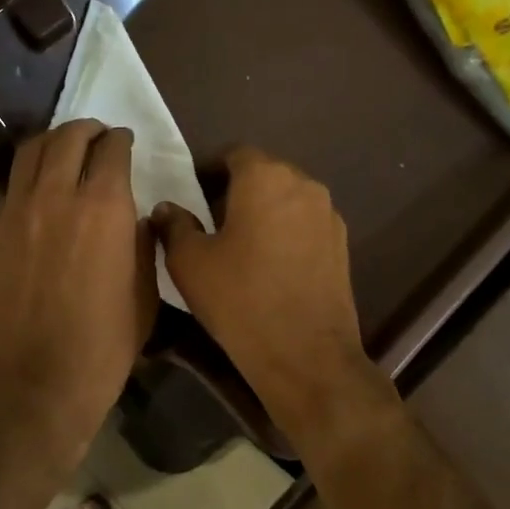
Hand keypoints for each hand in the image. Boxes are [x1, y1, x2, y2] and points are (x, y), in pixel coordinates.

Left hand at [0, 120, 156, 460]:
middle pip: (68, 137)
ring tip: (66, 150)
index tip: (126, 143)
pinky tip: (41, 188)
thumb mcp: (145, 295)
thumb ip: (142, 245)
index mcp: (104, 206)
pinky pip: (13, 184)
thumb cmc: (102, 347)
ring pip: (32, 152)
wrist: (30, 385)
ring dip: (54, 141)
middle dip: (87, 130)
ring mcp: (17, 211)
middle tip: (98, 137)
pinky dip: (31, 173)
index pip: (112, 149)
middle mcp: (57, 195)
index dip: (122, 140)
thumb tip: (137, 219)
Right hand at [151, 147, 376, 417]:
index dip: (210, 170)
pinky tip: (270, 264)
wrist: (306, 354)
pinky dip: (286, 232)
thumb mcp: (190, 262)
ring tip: (241, 243)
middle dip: (238, 189)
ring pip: (288, 199)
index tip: (192, 194)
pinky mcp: (342, 245)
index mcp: (265, 177)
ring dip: (264, 210)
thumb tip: (167, 208)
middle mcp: (304, 185)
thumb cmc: (240, 299)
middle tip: (211, 219)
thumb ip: (174, 226)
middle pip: (265, 173)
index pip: (234, 154)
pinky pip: (306, 224)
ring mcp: (329, 215)